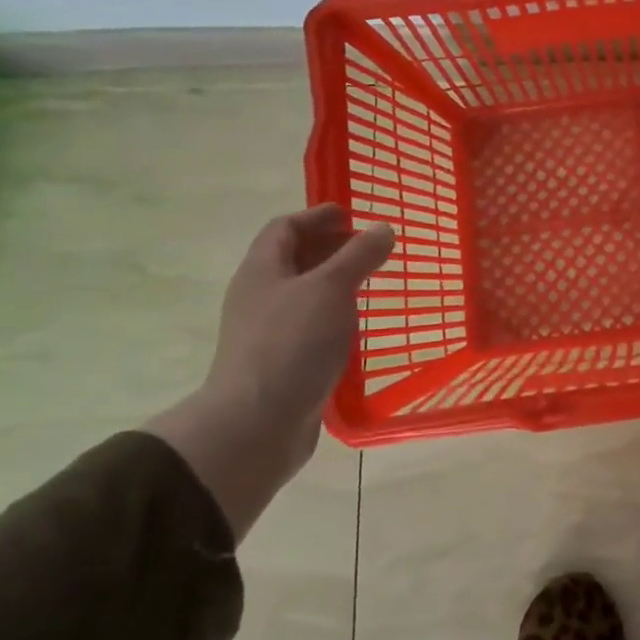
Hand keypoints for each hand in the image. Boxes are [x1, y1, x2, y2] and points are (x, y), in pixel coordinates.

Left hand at [147, 205, 394, 539]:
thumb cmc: (291, 344)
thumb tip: (383, 228)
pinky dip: (333, 318)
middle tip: (368, 248)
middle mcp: (259, 297)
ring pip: (302, 296)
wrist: (256, 424)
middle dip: (328, 249)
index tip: (351, 215)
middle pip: (292, 260)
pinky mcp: (281, 364)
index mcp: (262, 271)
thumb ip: (358, 256)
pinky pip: (309, 327)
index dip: (316, 216)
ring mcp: (267, 333)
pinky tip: (357, 328)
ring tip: (368, 285)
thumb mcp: (331, 289)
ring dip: (333, 285)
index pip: (284, 228)